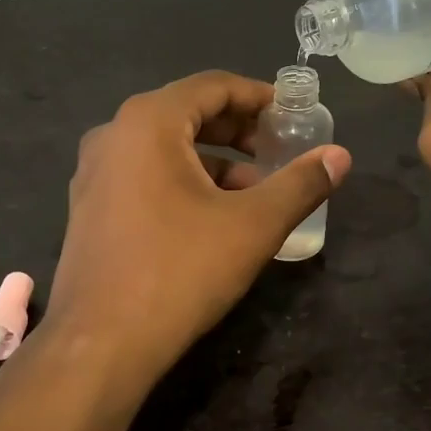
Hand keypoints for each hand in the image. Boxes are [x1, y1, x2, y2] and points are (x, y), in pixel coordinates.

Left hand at [48, 71, 351, 382]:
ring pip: (165, 149)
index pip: (213, 86)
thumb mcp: (253, 225)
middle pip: (187, 114)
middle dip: (239, 130)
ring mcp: (94, 173)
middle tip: (279, 150)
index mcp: (148, 122)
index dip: (259, 96)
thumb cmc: (180, 271)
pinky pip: (144, 176)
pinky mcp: (90, 208)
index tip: (293, 115)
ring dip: (215, 161)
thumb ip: (300, 184)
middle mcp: (113, 135)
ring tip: (256, 191)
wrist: (100, 344)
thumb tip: (341, 156)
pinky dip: (184, 182)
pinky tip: (213, 217)